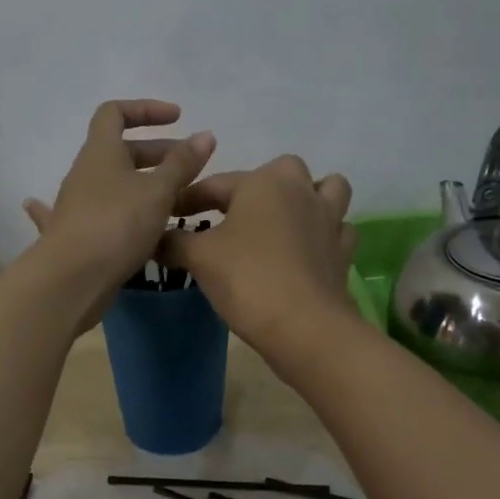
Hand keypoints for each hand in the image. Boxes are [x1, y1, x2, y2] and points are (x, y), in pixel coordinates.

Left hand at [23, 100, 215, 321]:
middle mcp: (85, 173)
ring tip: (174, 200)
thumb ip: (182, 164)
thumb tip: (205, 135)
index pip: (115, 112)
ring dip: (143, 185)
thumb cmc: (117, 224)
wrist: (72, 278)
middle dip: (156, 153)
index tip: (178, 119)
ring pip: (114, 185)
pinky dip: (114, 213)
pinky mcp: (79, 235)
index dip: (146, 110)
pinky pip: (102, 215)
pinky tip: (115, 223)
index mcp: (101, 152)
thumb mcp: (158, 192)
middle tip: (189, 167)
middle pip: (120, 151)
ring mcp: (78, 205)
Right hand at [164, 156, 358, 357]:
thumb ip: (174, 241)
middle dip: (257, 186)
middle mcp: (301, 190)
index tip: (169, 214)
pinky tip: (306, 251)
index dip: (188, 199)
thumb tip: (156, 237)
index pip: (216, 183)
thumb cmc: (247, 279)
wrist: (303, 326)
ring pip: (326, 190)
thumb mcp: (198, 258)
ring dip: (305, 199)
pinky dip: (323, 234)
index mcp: (264, 182)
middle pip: (280, 172)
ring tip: (282, 221)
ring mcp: (329, 220)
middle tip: (233, 215)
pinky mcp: (343, 252)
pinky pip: (338, 230)